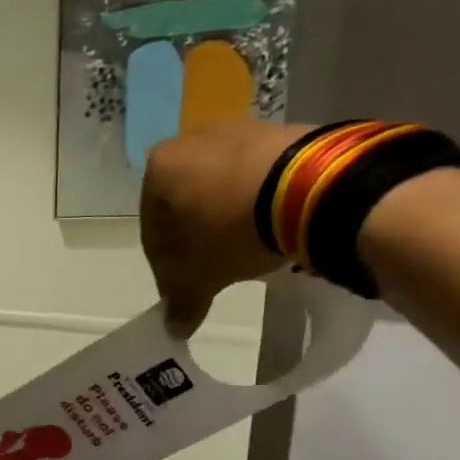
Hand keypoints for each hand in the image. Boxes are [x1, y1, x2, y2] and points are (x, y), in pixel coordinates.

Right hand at [140, 119, 303, 334]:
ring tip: (245, 249)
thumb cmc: (229, 231)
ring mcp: (236, 130)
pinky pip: (254, 175)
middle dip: (195, 239)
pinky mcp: (277, 131)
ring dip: (225, 220)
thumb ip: (181, 303)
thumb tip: (174, 329)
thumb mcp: (199, 277)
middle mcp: (190, 141)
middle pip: (184, 205)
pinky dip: (255, 201)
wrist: (307, 187)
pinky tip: (268, 225)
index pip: (152, 231)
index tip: (183, 289)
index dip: (165, 267)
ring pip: (219, 189)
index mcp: (158, 170)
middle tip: (212, 270)